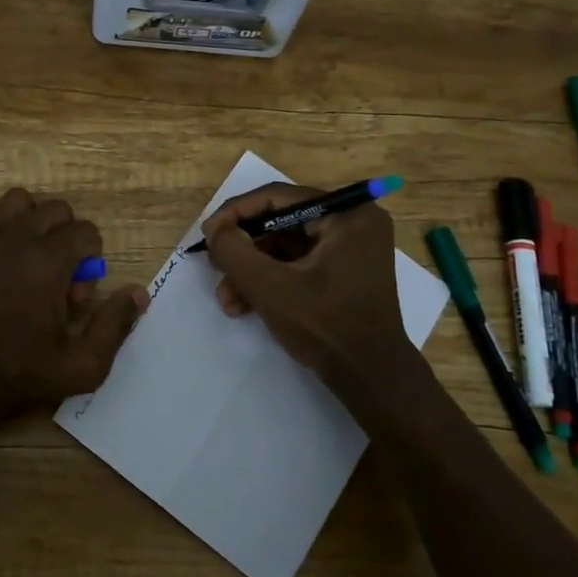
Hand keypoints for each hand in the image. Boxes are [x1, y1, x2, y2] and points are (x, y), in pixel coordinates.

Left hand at [0, 189, 146, 442]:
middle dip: (65, 239)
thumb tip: (138, 292)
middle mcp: (16, 237)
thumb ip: (115, 326)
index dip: (90, 262)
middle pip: (56, 210)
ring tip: (26, 259)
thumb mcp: (81, 367)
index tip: (74, 297)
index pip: (86, 231)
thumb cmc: (17, 376)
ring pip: (18, 200)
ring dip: (31, 222)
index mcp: (48, 261)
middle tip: (54, 282)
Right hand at [201, 183, 414, 387]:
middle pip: (280, 223)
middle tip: (215, 266)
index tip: (207, 235)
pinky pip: (297, 264)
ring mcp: (350, 249)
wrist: (370, 379)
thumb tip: (216, 230)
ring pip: (284, 247)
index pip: (278, 198)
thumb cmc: (325, 325)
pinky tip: (243, 304)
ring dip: (251, 270)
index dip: (235, 213)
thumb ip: (234, 250)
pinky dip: (270, 280)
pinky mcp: (343, 273)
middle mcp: (353, 223)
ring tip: (226, 299)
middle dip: (243, 250)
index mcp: (348, 215)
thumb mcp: (268, 286)